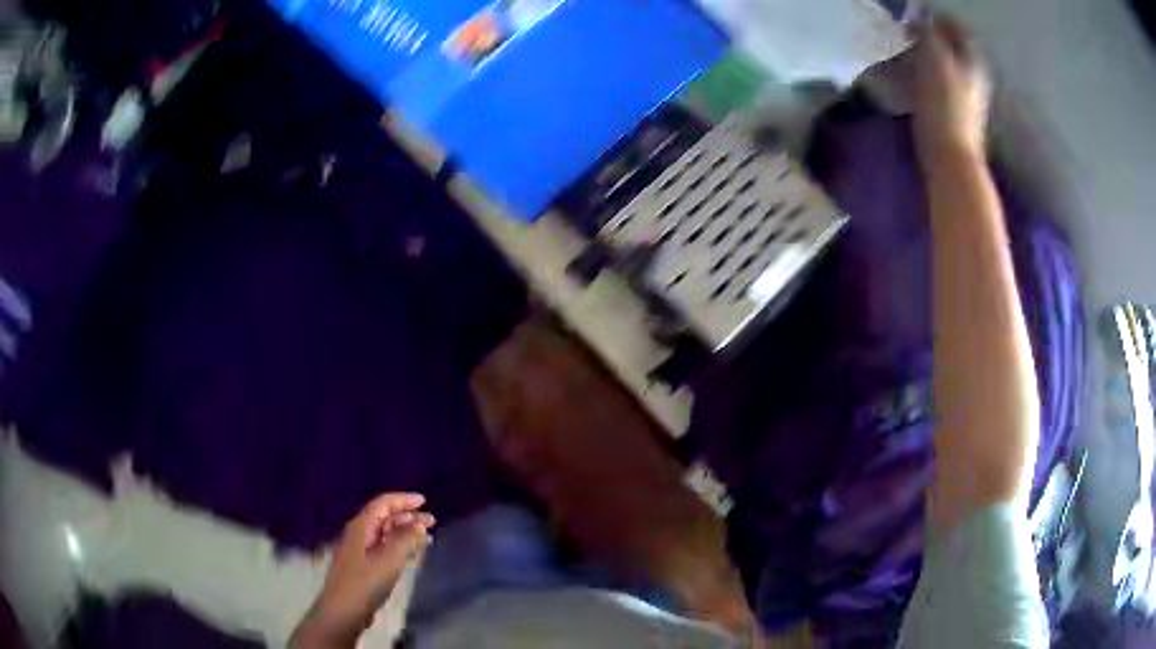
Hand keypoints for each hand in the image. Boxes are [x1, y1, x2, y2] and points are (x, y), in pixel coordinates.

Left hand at [292, 493, 435, 647]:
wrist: (344, 610)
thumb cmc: (366, 581)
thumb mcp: (389, 558)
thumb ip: (405, 538)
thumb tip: (418, 524)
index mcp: (361, 526)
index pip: (383, 503)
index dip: (403, 500)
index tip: (424, 501)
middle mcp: (359, 534)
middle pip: (384, 517)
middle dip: (407, 516)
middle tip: (432, 521)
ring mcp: (359, 551)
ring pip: (384, 534)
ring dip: (405, 532)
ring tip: (425, 537)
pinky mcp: (363, 567)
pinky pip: (383, 548)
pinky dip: (399, 546)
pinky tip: (410, 555)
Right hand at [912, 14, 991, 161]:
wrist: (951, 159)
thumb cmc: (945, 107)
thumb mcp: (935, 59)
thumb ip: (927, 32)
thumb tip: (918, 17)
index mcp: (973, 59)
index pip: (956, 25)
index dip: (934, 15)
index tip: (912, 15)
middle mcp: (973, 73)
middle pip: (950, 43)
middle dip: (928, 33)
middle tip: (905, 30)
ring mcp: (965, 93)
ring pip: (944, 60)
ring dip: (924, 51)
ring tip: (903, 50)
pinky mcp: (954, 109)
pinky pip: (938, 78)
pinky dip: (924, 70)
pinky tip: (911, 74)